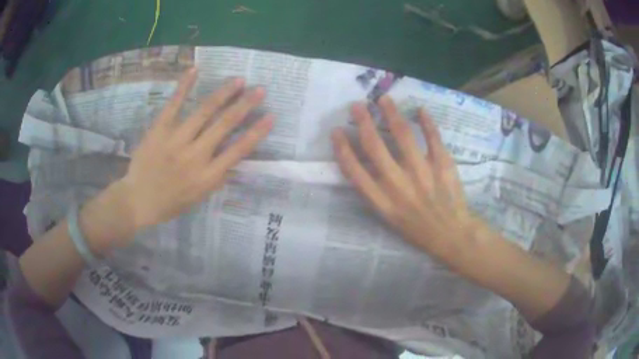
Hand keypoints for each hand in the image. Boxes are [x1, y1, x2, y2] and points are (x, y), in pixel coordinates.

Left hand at [107, 68, 272, 245]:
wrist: (137, 200)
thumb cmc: (170, 203)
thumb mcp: (199, 198)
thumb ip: (217, 178)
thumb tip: (233, 160)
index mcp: (207, 176)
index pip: (238, 151)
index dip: (256, 132)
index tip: (271, 116)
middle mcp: (195, 156)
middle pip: (224, 125)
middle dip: (244, 106)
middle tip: (260, 89)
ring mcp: (175, 140)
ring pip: (203, 112)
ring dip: (223, 94)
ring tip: (238, 80)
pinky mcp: (159, 130)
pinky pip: (173, 105)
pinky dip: (184, 87)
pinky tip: (195, 70)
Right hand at [331, 96, 480, 259]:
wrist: (451, 235)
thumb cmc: (418, 229)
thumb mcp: (389, 218)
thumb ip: (376, 192)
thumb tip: (365, 163)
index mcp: (381, 200)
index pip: (354, 170)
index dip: (342, 148)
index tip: (337, 131)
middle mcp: (398, 184)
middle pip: (375, 146)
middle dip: (363, 121)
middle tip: (357, 105)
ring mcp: (421, 173)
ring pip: (402, 135)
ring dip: (391, 113)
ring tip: (384, 99)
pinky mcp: (442, 165)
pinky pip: (433, 137)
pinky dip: (427, 122)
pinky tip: (420, 110)